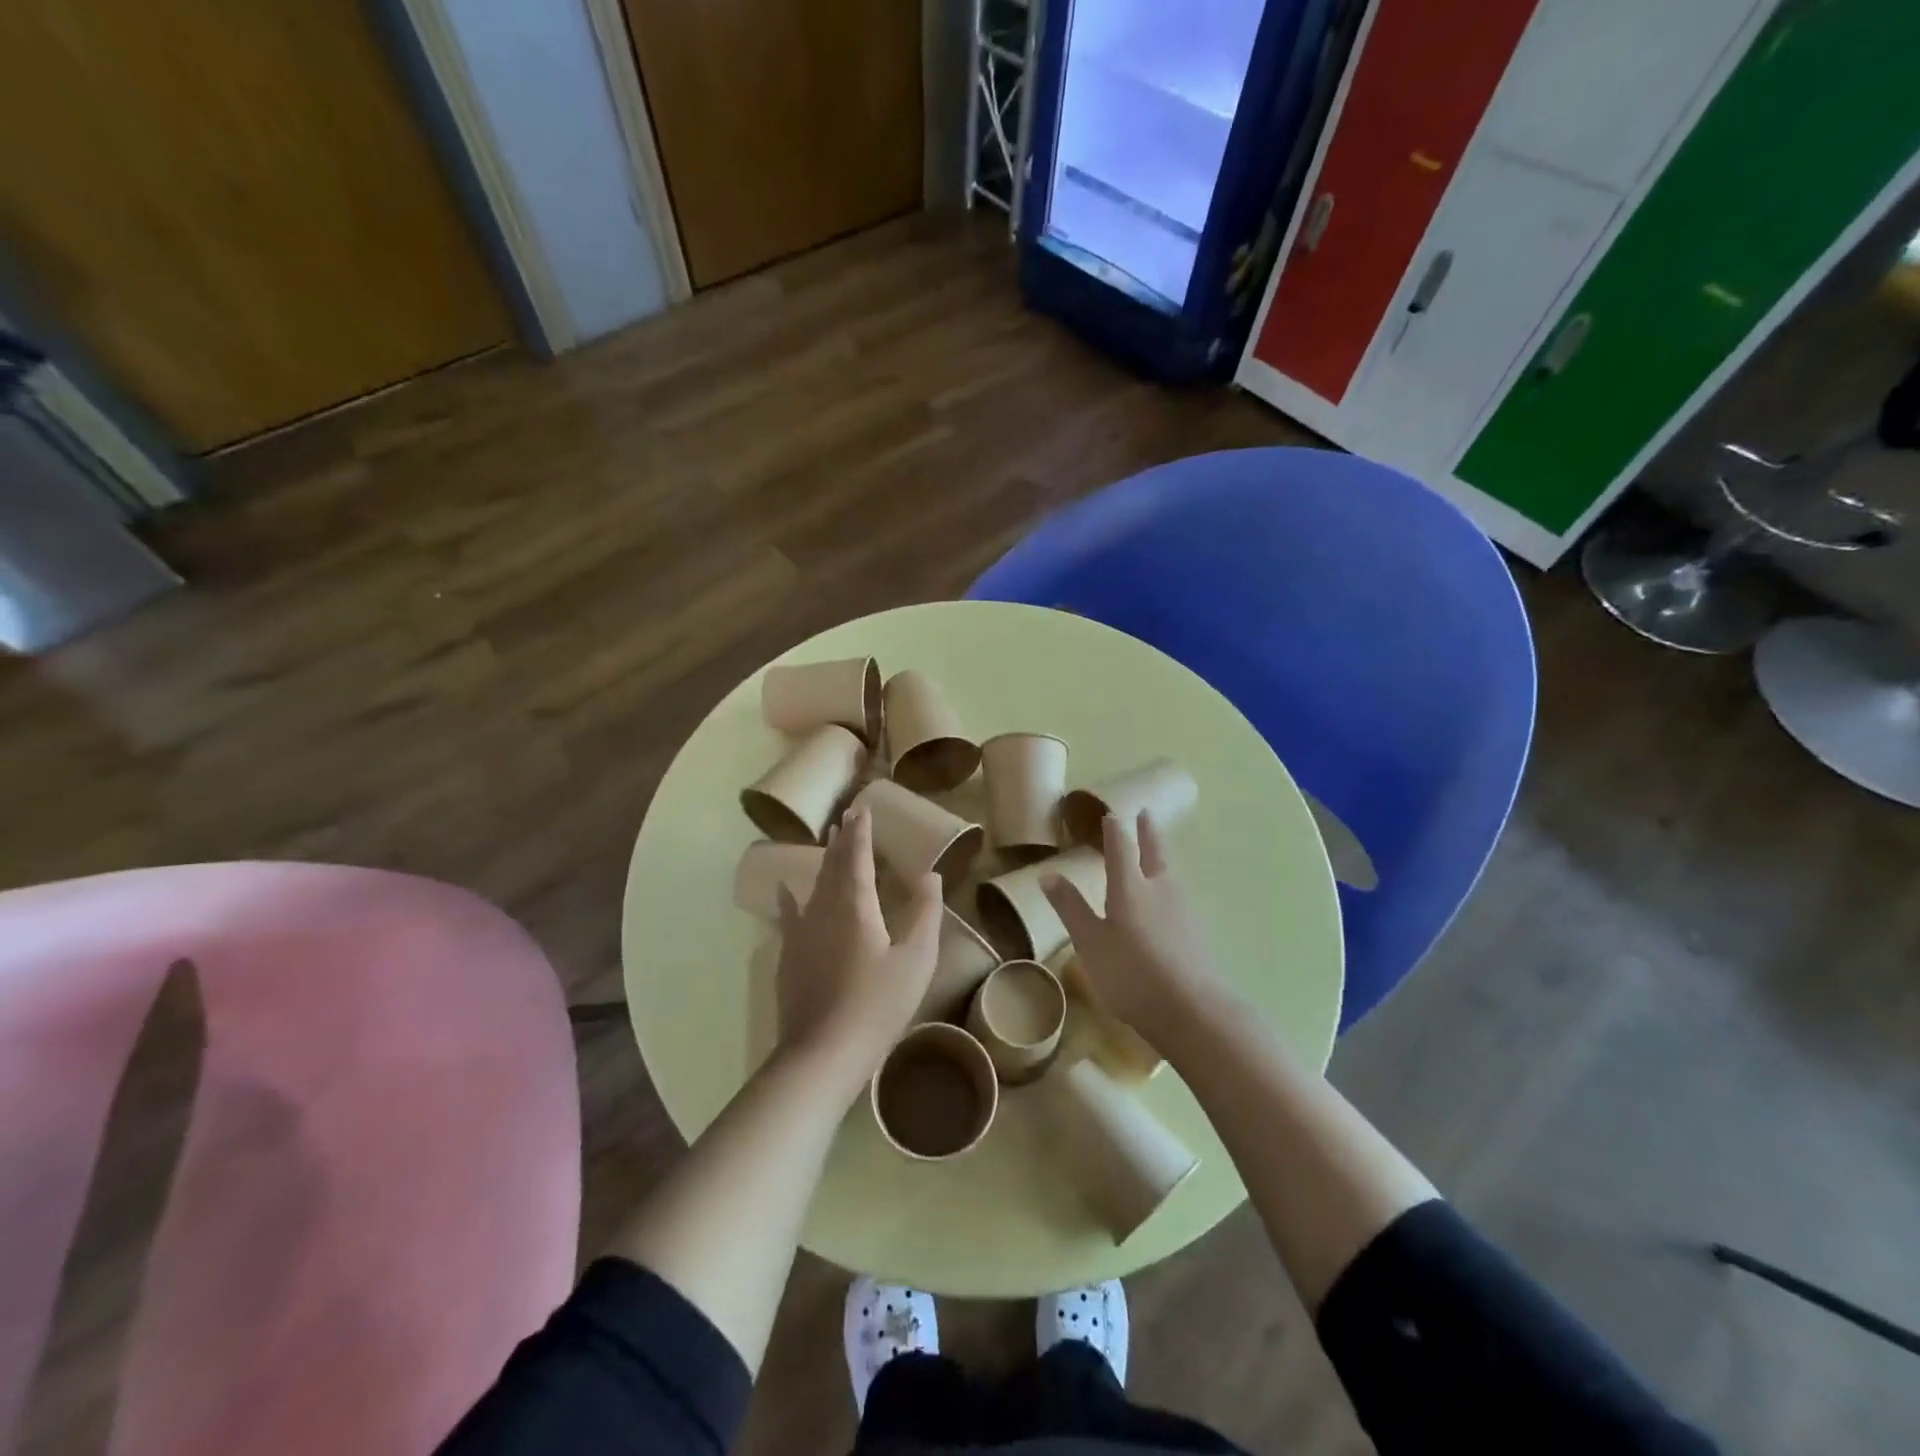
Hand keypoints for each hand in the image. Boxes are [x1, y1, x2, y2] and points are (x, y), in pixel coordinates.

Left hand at [774, 806, 940, 1092]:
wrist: (822, 1053)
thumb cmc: (877, 1005)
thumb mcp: (916, 959)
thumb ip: (925, 913)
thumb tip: (930, 875)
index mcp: (855, 904)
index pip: (857, 855)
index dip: (862, 831)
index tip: (863, 807)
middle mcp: (823, 907)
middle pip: (833, 864)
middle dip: (843, 839)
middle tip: (848, 816)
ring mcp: (801, 931)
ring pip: (813, 884)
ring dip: (824, 860)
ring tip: (829, 841)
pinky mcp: (789, 954)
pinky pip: (791, 912)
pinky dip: (792, 895)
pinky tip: (785, 888)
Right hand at [1041, 811, 1224, 1032]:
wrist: (1192, 1010)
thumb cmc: (1131, 974)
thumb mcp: (1090, 942)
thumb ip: (1071, 907)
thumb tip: (1047, 874)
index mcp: (1130, 886)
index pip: (1121, 847)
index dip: (1114, 829)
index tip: (1110, 815)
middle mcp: (1160, 887)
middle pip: (1155, 850)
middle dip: (1148, 831)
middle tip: (1146, 814)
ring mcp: (1184, 908)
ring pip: (1171, 870)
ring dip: (1163, 853)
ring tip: (1157, 850)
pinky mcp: (1197, 929)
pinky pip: (1181, 892)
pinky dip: (1171, 881)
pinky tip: (1170, 895)